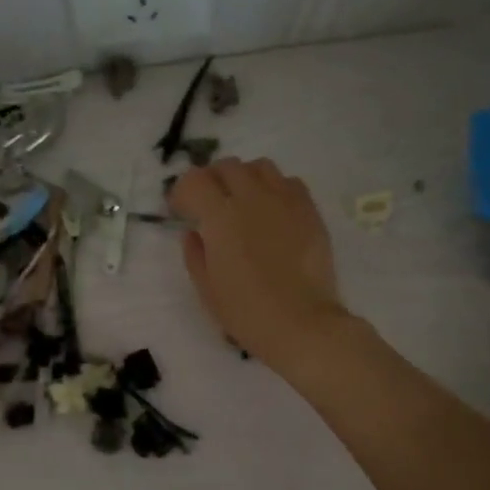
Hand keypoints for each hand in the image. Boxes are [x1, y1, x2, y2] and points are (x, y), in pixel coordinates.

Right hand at [169, 157, 349, 372]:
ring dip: (244, 178)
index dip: (182, 192)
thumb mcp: (206, 288)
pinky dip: (274, 188)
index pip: (194, 181)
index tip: (180, 210)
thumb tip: (194, 233)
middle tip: (209, 203)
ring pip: (259, 167)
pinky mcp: (309, 210)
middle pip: (226, 166)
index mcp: (220, 217)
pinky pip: (289, 182)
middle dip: (211, 180)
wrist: (302, 324)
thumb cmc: (246, 312)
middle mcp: (252, 198)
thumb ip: (195, 253)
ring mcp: (285, 201)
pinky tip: (272, 211)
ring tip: (242, 201)